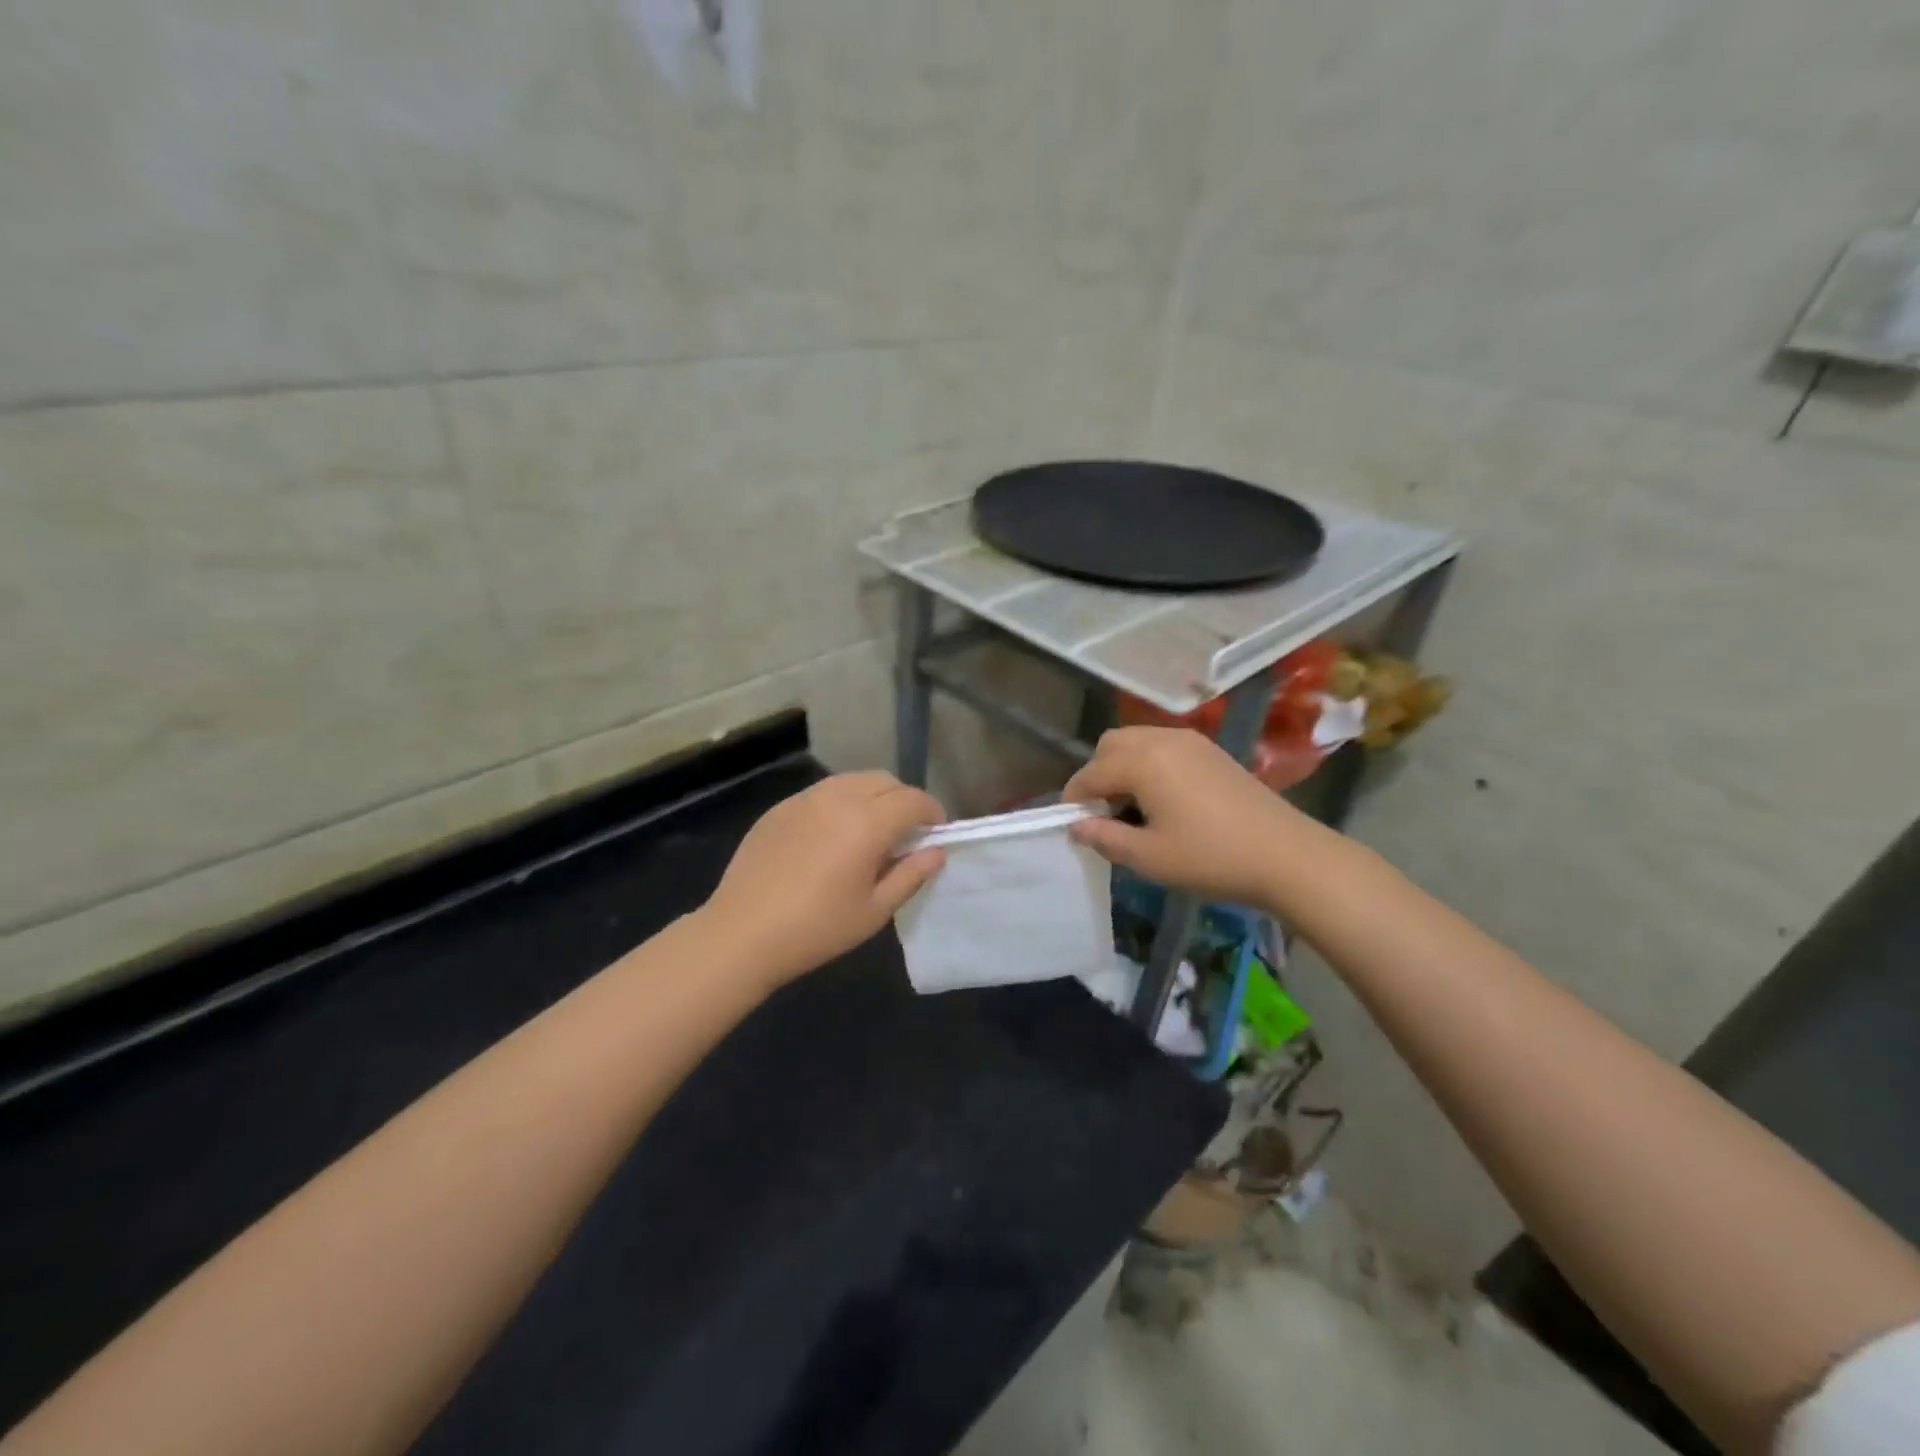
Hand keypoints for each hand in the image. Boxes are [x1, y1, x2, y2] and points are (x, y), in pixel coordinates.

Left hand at [701, 772, 946, 985]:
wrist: (741, 934)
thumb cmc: (816, 929)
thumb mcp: (873, 911)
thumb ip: (911, 875)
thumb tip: (937, 852)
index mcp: (866, 823)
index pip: (913, 800)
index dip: (932, 812)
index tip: (936, 832)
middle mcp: (838, 799)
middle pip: (885, 782)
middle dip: (904, 800)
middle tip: (907, 833)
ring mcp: (805, 799)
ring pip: (853, 781)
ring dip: (874, 796)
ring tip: (872, 830)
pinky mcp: (781, 808)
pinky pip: (823, 792)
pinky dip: (842, 802)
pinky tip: (833, 835)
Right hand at [1063, 727, 1306, 908]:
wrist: (1287, 856)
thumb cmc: (1211, 857)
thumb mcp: (1148, 856)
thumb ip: (1104, 837)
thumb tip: (1076, 826)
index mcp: (1142, 761)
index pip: (1090, 773)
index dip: (1074, 799)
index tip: (1072, 826)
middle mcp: (1162, 739)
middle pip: (1111, 745)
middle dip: (1098, 775)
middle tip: (1105, 815)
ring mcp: (1191, 742)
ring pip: (1138, 741)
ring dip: (1123, 768)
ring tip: (1133, 810)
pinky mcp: (1211, 751)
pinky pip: (1164, 747)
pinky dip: (1149, 765)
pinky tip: (1163, 801)